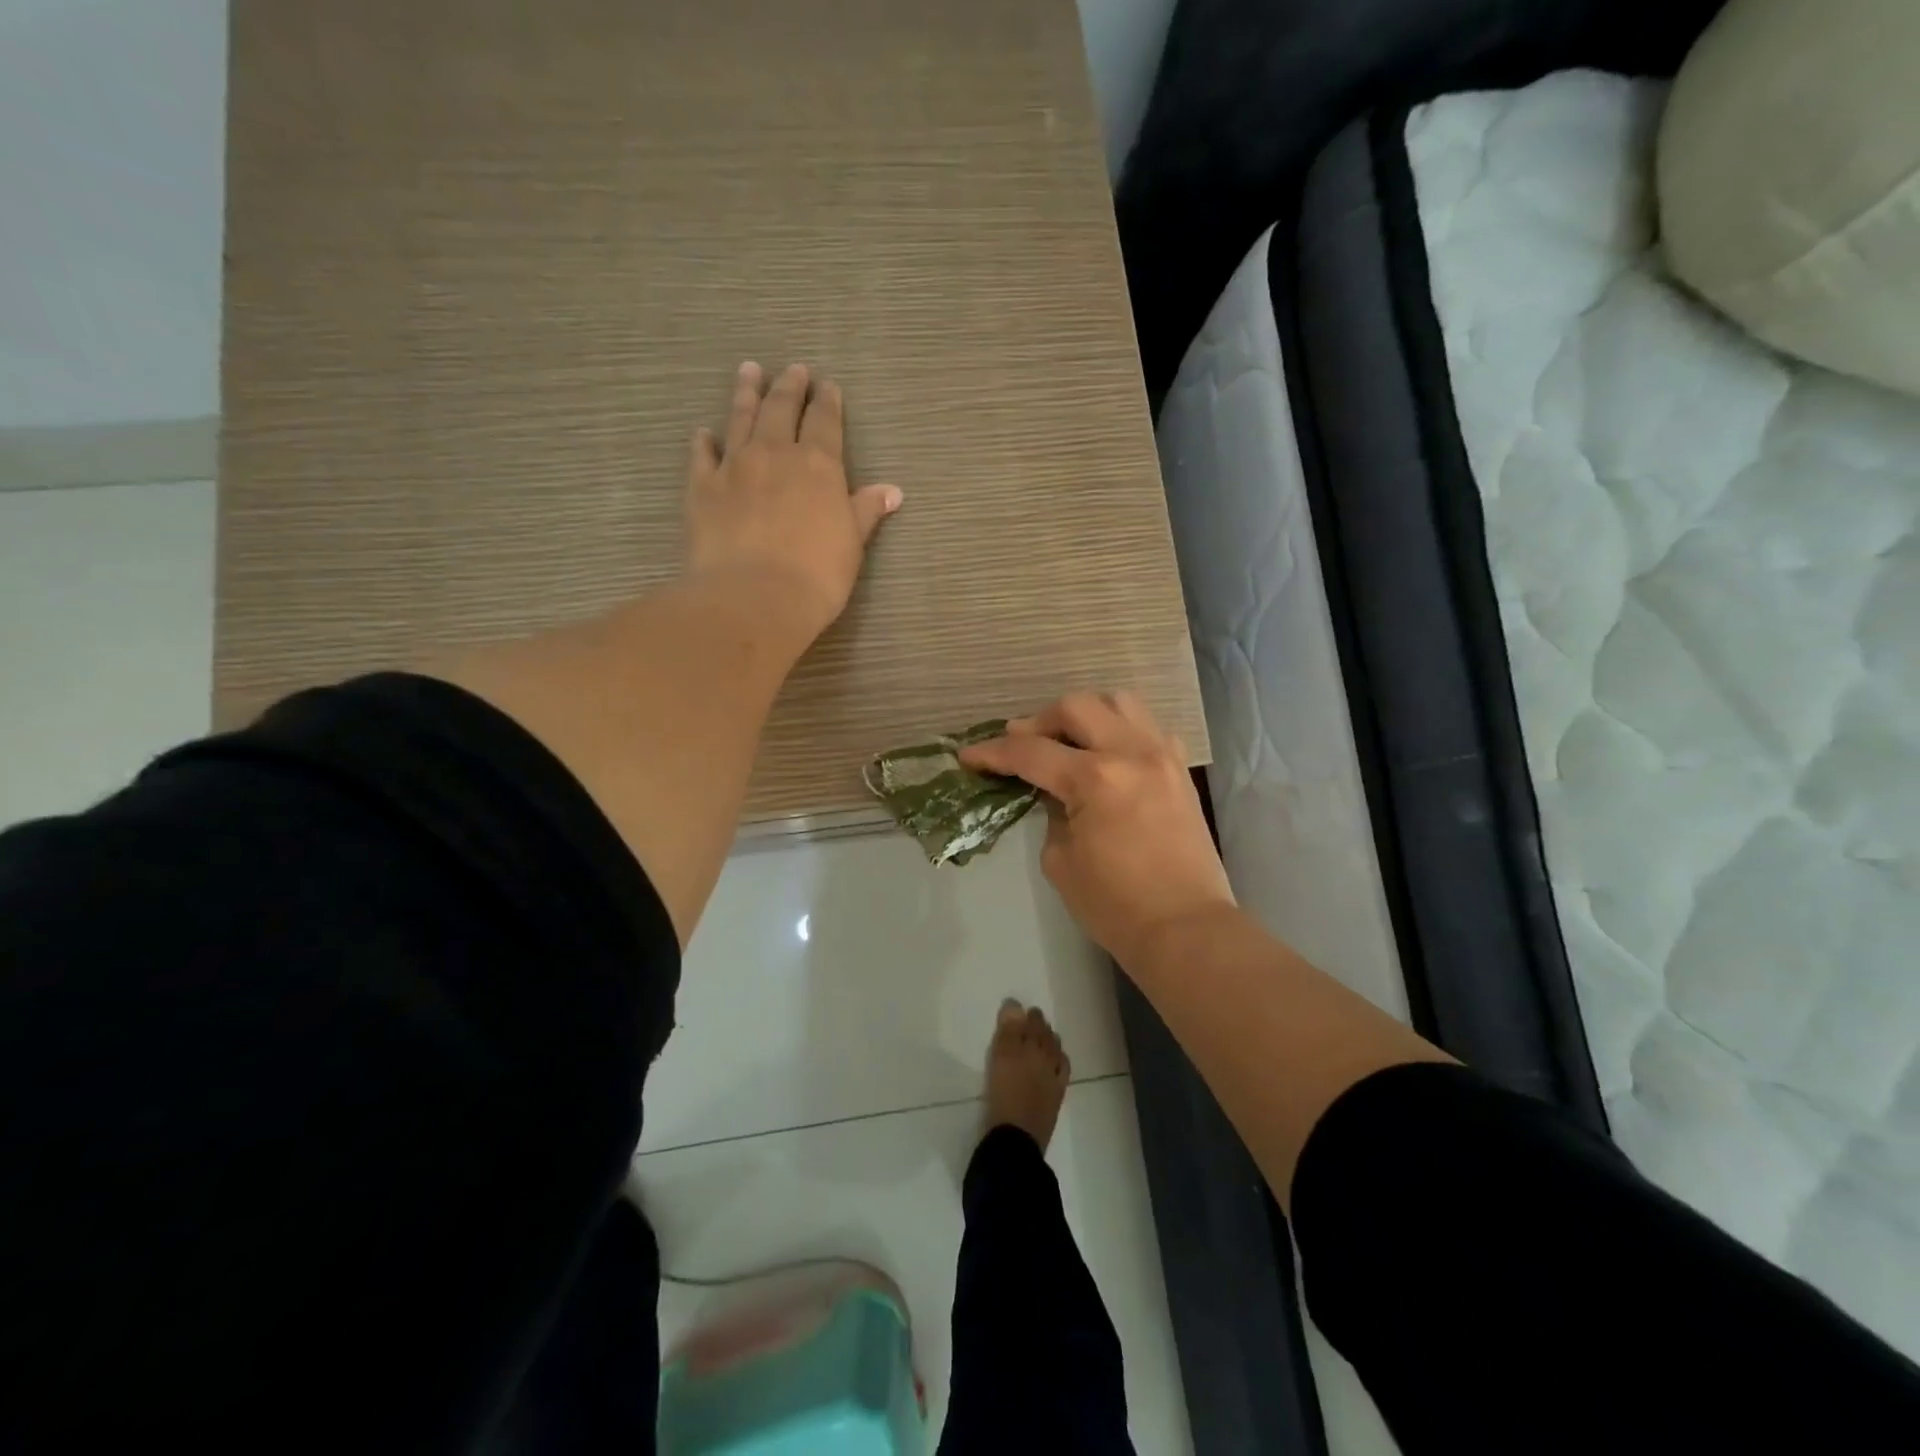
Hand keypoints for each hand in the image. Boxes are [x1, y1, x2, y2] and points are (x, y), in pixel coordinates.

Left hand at [684, 361, 901, 643]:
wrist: (754, 598)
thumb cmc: (816, 575)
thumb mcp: (852, 544)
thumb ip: (866, 511)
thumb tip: (892, 490)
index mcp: (818, 464)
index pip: (825, 422)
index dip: (828, 402)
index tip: (829, 386)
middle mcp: (775, 454)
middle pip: (782, 409)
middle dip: (790, 387)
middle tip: (794, 369)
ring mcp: (734, 466)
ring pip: (741, 418)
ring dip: (747, 392)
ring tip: (749, 370)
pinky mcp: (702, 488)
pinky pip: (702, 455)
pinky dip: (704, 441)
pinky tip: (704, 432)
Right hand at [961, 693, 1235, 972]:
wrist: (1185, 928)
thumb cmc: (1115, 906)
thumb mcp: (1060, 860)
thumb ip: (1050, 813)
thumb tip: (1051, 790)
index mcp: (1094, 779)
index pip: (1030, 752)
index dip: (993, 753)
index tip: (969, 755)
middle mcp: (1130, 753)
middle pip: (1075, 707)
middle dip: (1037, 721)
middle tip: (1020, 745)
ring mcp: (1162, 756)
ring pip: (1118, 702)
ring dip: (1084, 714)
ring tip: (1066, 739)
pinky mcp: (1179, 769)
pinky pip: (1148, 727)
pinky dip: (1121, 730)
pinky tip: (1108, 753)